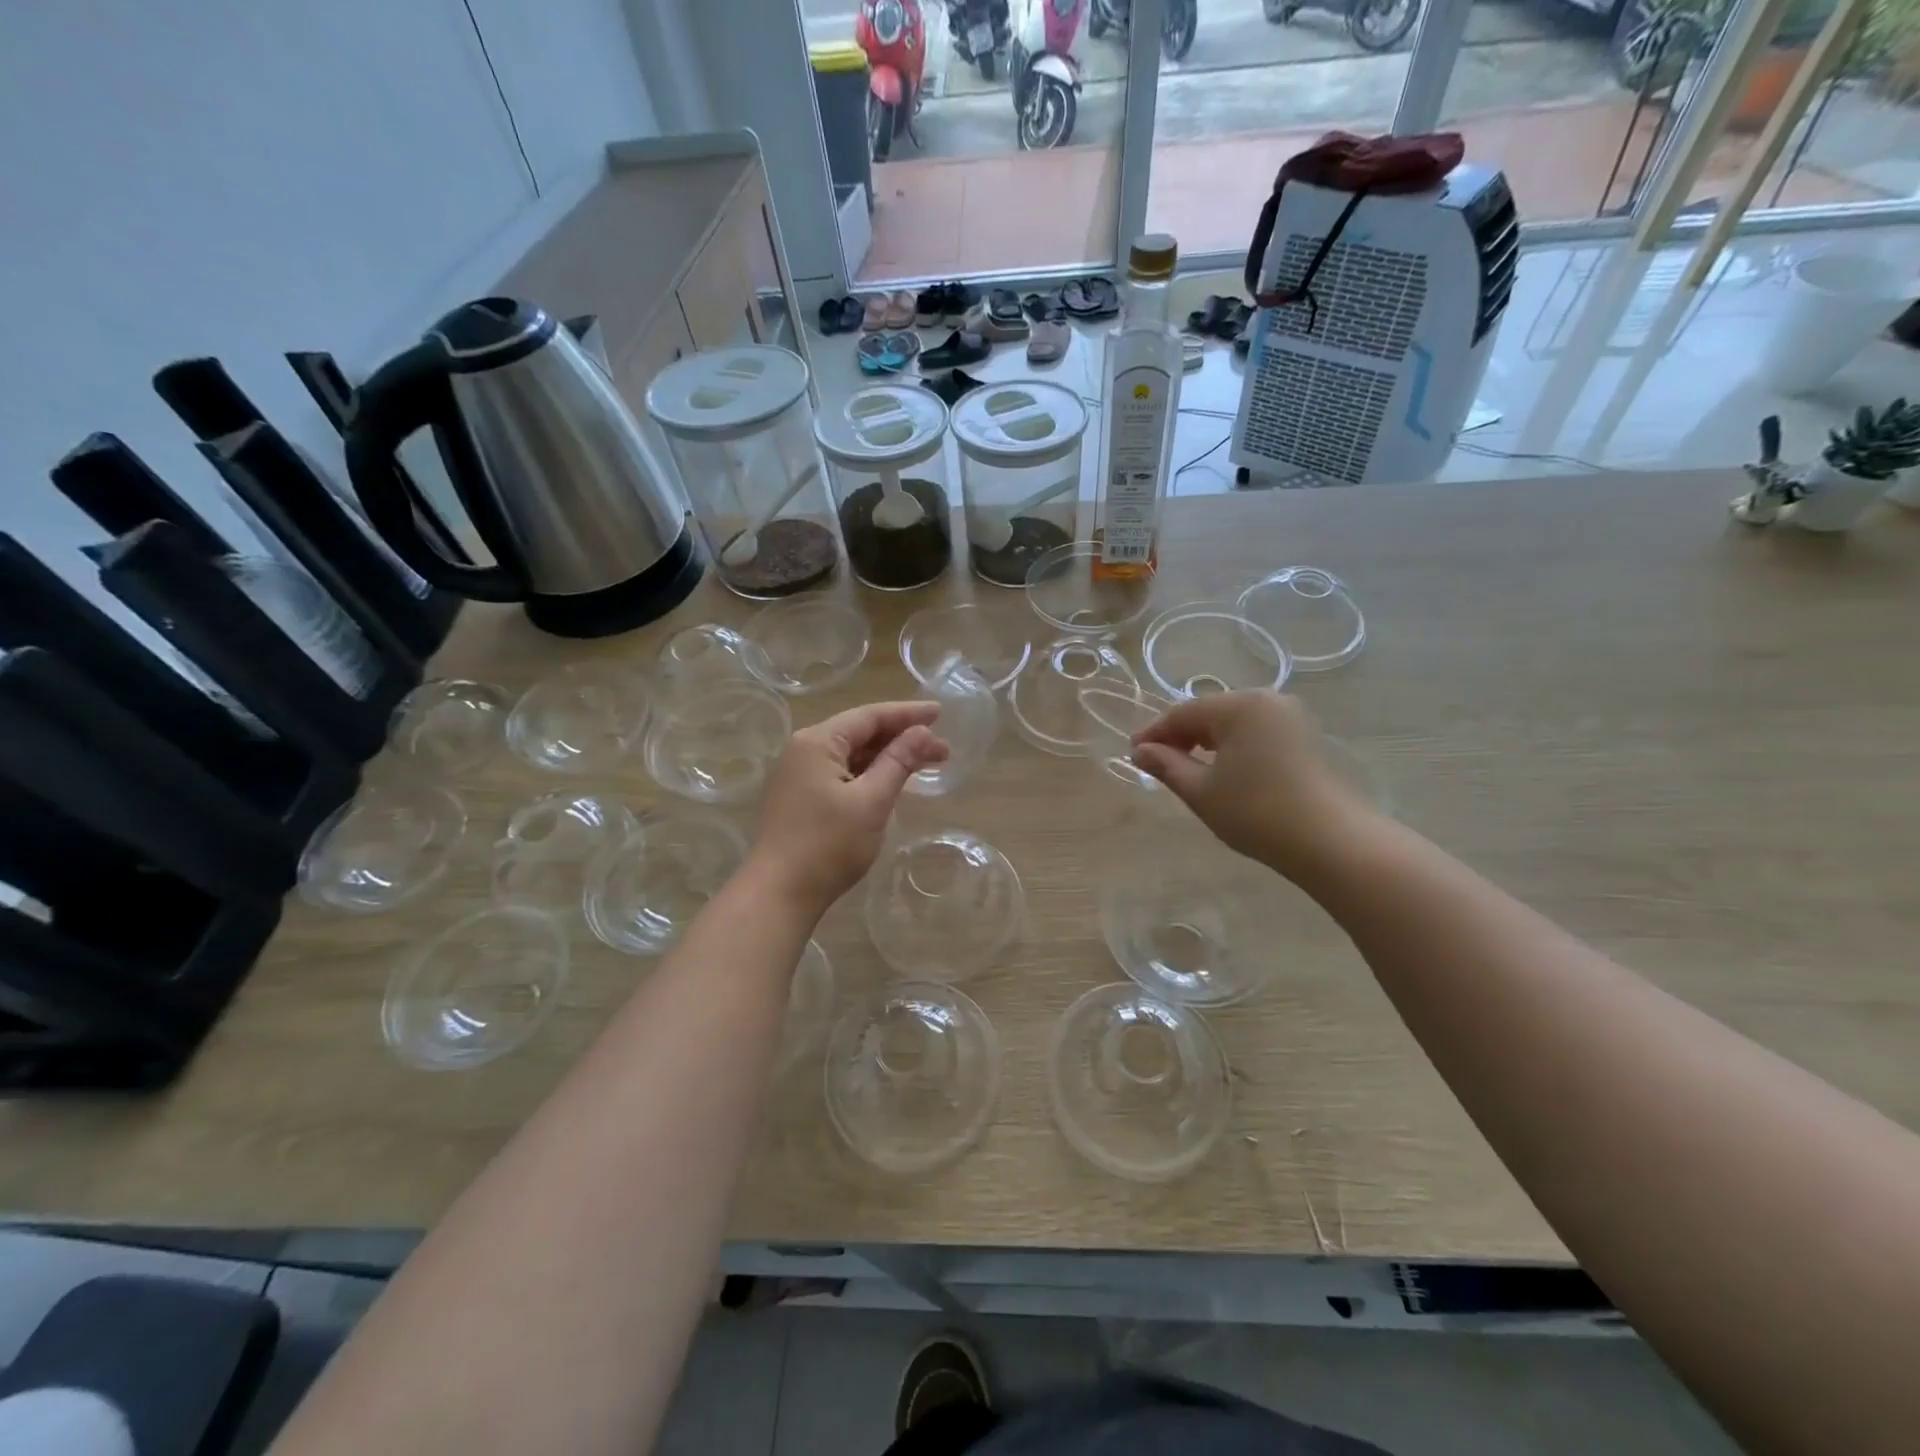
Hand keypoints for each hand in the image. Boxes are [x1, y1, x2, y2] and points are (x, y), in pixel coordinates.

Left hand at [749, 701, 948, 913]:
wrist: (778, 894)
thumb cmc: (828, 845)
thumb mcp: (872, 801)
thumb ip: (898, 762)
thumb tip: (922, 732)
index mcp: (816, 742)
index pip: (869, 716)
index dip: (907, 714)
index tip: (940, 714)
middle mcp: (802, 750)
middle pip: (859, 733)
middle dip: (901, 738)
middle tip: (942, 750)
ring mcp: (796, 775)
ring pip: (850, 755)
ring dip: (886, 757)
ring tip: (924, 764)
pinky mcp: (797, 798)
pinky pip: (839, 773)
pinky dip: (868, 774)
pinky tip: (889, 782)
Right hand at [1132, 691, 1374, 881]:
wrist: (1331, 842)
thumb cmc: (1257, 812)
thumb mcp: (1201, 791)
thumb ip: (1167, 765)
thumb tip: (1140, 751)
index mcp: (1240, 705)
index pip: (1183, 713)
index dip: (1154, 733)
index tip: (1132, 754)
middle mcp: (1267, 700)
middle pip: (1209, 712)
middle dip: (1180, 736)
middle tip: (1155, 763)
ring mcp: (1291, 717)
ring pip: (1233, 722)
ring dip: (1205, 742)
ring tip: (1185, 768)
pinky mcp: (1305, 737)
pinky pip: (1255, 732)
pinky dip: (1232, 747)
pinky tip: (1222, 770)